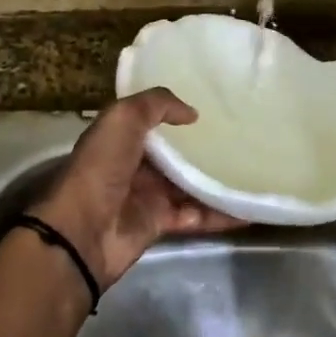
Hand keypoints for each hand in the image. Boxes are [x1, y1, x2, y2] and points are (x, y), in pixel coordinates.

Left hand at [29, 88, 245, 290]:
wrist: (82, 232)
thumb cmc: (101, 167)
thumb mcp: (123, 118)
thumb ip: (157, 104)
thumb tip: (192, 113)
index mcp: (121, 137)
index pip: (154, 121)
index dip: (178, 113)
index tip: (215, 105)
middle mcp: (135, 164)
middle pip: (176, 154)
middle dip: (204, 147)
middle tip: (243, 136)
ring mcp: (148, 196)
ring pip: (190, 185)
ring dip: (218, 180)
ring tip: (253, 171)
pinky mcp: (160, 224)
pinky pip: (197, 216)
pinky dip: (221, 214)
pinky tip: (249, 209)